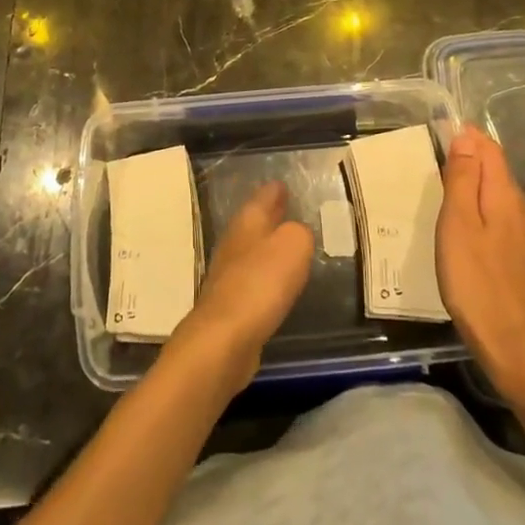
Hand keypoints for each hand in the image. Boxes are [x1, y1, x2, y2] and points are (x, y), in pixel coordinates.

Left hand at [171, 180, 313, 389]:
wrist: (224, 340)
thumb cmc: (260, 284)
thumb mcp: (293, 246)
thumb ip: (299, 234)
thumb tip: (296, 234)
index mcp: (247, 224)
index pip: (261, 198)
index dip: (273, 191)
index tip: (281, 183)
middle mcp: (234, 244)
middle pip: (253, 224)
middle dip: (268, 215)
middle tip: (284, 205)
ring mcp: (228, 276)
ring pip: (251, 251)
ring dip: (266, 245)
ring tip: (285, 242)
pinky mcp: (230, 307)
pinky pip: (252, 281)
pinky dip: (264, 276)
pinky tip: (276, 283)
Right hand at [437, 125, 524, 409]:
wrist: (513, 346)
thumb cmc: (476, 281)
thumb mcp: (458, 224)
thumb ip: (462, 179)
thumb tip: (466, 136)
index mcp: (505, 197)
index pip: (490, 150)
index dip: (469, 137)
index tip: (443, 131)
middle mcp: (523, 212)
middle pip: (498, 173)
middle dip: (472, 160)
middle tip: (439, 159)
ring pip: (501, 200)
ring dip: (478, 188)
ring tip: (449, 194)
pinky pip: (504, 223)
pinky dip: (485, 214)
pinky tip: (471, 232)